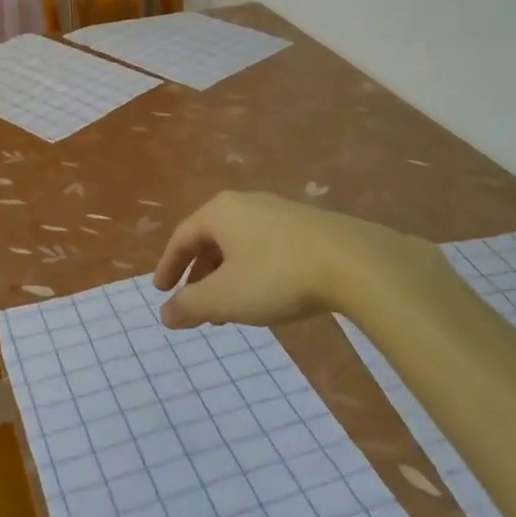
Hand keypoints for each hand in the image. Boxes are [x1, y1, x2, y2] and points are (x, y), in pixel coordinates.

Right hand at [151, 191, 440, 328]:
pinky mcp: (306, 225)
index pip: (182, 236)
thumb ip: (190, 305)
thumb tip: (164, 313)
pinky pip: (264, 246)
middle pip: (210, 238)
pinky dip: (252, 270)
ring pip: (239, 243)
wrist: (354, 262)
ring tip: (230, 309)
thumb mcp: (226, 298)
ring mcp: (278, 211)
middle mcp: (245, 203)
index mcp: (219, 212)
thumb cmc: (277, 276)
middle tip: (194, 303)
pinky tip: (265, 295)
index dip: (168, 266)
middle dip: (199, 273)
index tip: (161, 291)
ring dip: (226, 275)